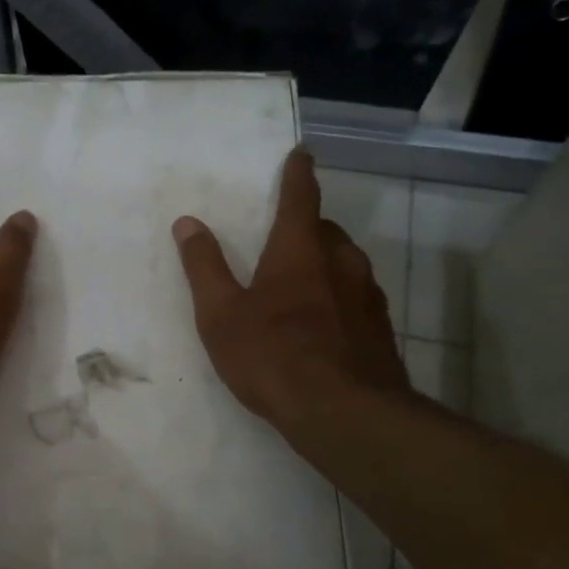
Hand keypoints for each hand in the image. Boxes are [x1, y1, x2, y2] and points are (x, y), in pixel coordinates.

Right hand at [173, 148, 407, 429]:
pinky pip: (358, 298)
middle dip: (308, 226)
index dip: (298, 174)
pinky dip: (340, 298)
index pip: (300, 197)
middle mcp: (340, 262)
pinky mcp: (381, 330)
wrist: (345, 414)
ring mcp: (367, 296)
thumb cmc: (273, 356)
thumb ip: (204, 267)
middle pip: (326, 230)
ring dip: (326, 262)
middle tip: (286, 237)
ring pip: (346, 264)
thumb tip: (187, 222)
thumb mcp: (221, 314)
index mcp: (299, 250)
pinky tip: (325, 325)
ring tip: (303, 284)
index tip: (301, 154)